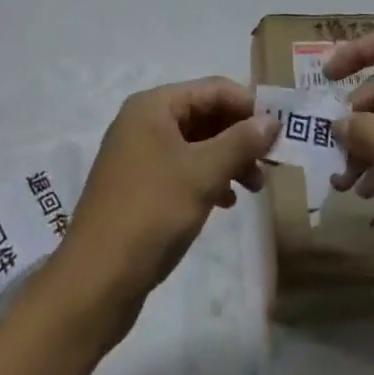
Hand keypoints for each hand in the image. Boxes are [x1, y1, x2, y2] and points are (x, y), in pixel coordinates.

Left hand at [57, 78, 277, 334]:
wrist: (93, 286)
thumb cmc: (151, 215)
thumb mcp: (203, 174)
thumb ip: (240, 142)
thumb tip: (272, 119)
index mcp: (154, 106)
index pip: (213, 89)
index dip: (248, 105)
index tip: (280, 129)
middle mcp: (143, 122)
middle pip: (204, 114)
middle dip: (239, 136)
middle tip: (271, 162)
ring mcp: (137, 155)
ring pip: (195, 144)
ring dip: (227, 160)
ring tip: (255, 187)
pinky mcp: (137, 187)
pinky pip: (181, 168)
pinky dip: (207, 179)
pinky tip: (225, 202)